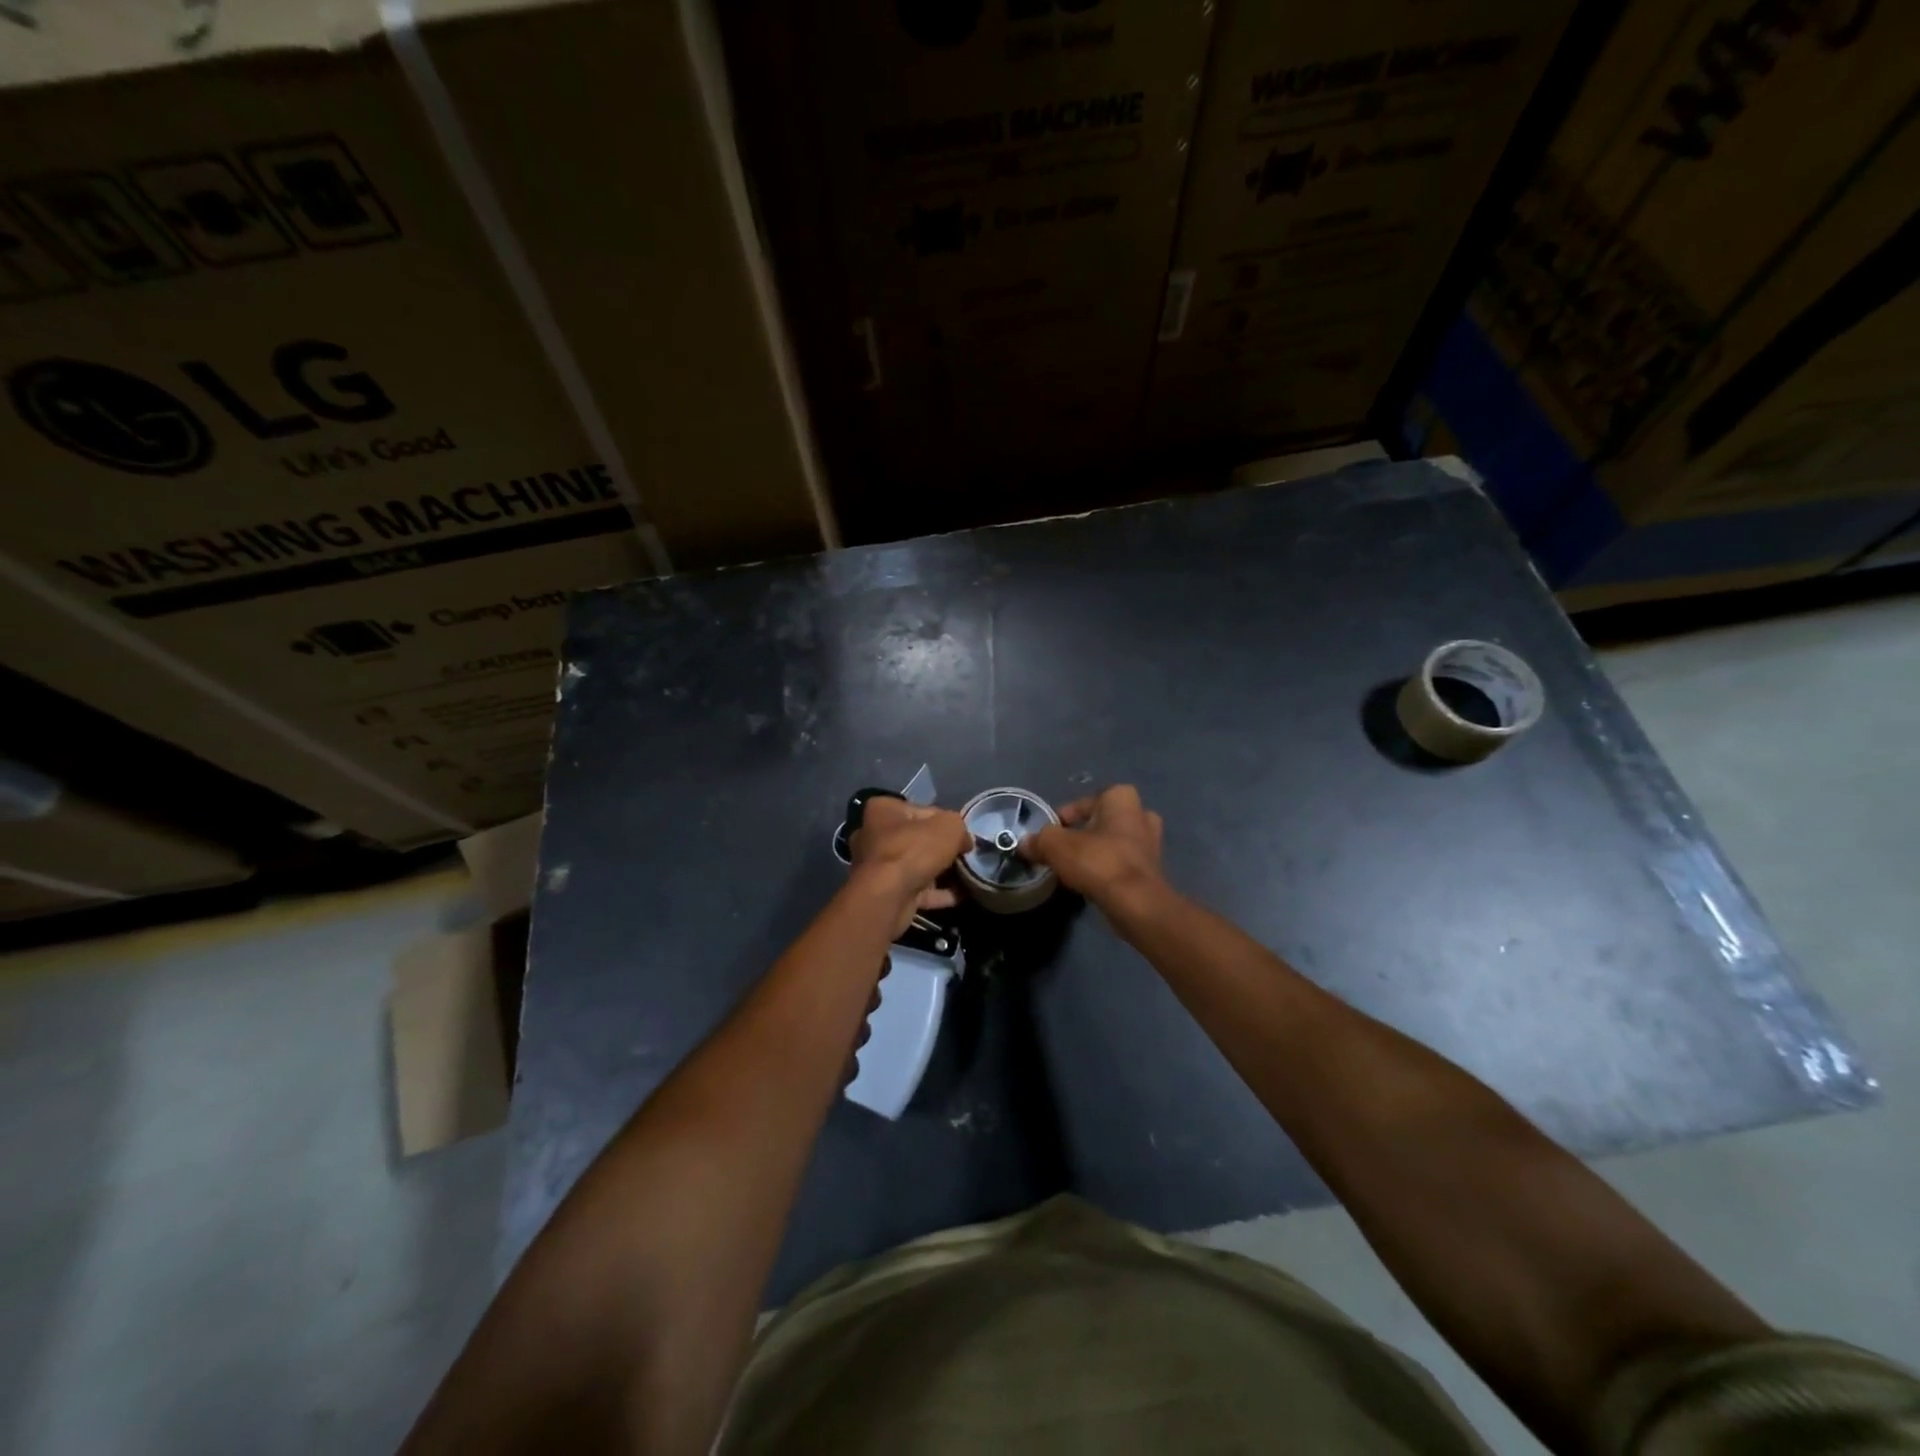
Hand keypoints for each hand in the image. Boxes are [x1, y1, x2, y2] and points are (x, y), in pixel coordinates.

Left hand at [848, 796, 970, 935]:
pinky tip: (960, 895)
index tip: (962, 835)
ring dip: (940, 872)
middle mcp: (874, 835)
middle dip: (940, 849)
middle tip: (964, 855)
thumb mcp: (949, 827)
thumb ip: (960, 827)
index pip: (922, 810)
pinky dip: (937, 893)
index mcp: (883, 810)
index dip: (946, 822)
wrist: (888, 897)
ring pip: (916, 866)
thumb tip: (964, 841)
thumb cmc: (913, 850)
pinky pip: (917, 889)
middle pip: (917, 839)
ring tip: (966, 876)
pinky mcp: (885, 893)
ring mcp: (877, 867)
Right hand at [1020, 784, 1165, 907]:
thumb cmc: (1098, 861)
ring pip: (1114, 843)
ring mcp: (1152, 843)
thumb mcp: (1056, 846)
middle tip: (1063, 851)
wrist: (1136, 903)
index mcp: (1121, 798)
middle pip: (1101, 822)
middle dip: (1083, 834)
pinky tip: (1092, 883)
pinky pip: (1123, 863)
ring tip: (1074, 869)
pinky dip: (1108, 870)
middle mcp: (1141, 814)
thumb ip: (1038, 841)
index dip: (1062, 819)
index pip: (1083, 803)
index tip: (1048, 837)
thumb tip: (1025, 844)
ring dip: (1096, 853)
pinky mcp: (1154, 870)